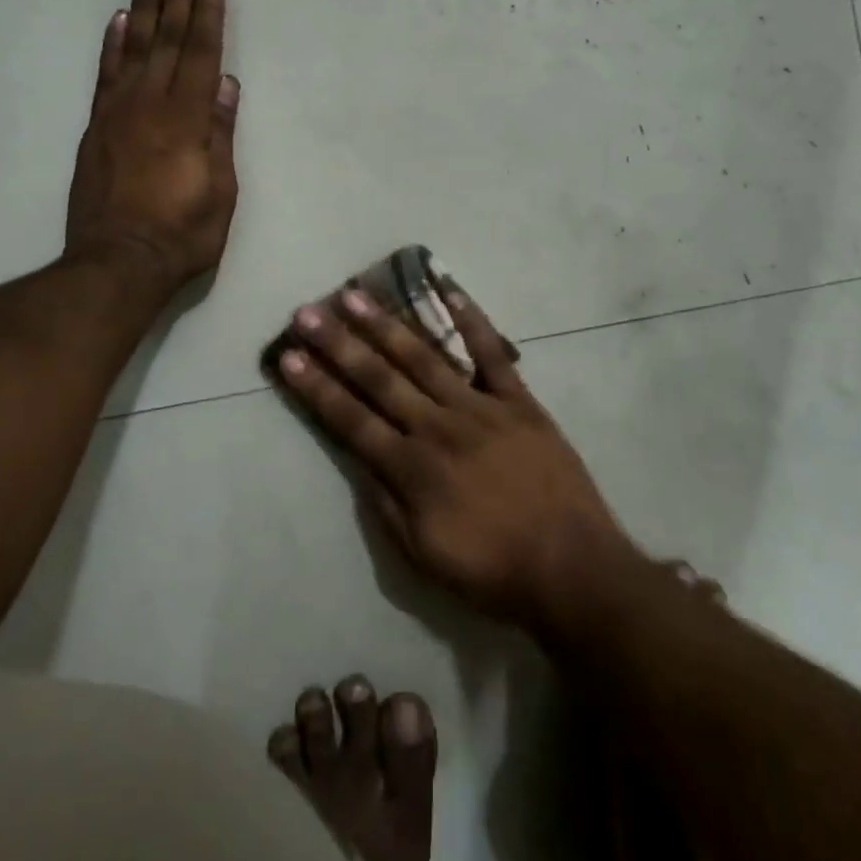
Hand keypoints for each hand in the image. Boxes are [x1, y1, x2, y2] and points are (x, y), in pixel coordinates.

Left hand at [65, 0, 238, 295]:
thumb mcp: (219, 192)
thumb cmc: (181, 234)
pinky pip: (105, 74)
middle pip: (168, 40)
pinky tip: (121, 19)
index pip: (202, 55)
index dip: (208, 16)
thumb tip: (226, 83)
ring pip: (135, 47)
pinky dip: (113, 44)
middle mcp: (151, 105)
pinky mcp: (97, 127)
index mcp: (186, 120)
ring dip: (145, 6)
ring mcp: (118, 113)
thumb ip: (220, 134)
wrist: (117, 262)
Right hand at [277, 288, 633, 632]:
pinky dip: (471, 320)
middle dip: (338, 344)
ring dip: (387, 325)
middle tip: (308, 312)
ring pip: (425, 357)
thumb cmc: (492, 571)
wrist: (572, 568)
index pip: (351, 420)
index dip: (316, 388)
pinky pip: (492, 354)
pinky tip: (449, 290)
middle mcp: (438, 427)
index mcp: (412, 468)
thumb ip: (386, 504)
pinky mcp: (518, 401)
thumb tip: (357, 460)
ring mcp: (480, 408)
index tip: (288, 356)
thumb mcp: (424, 556)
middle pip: (379, 378)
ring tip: (355, 296)